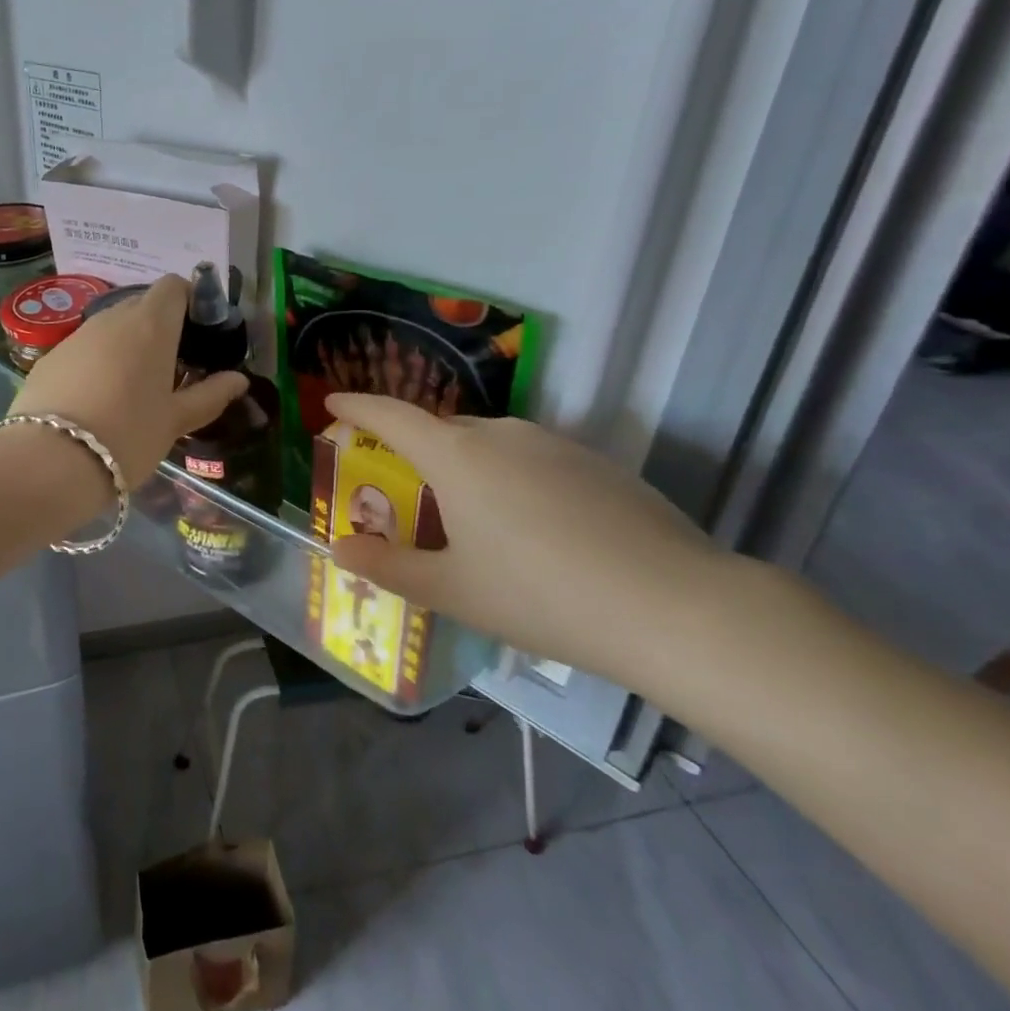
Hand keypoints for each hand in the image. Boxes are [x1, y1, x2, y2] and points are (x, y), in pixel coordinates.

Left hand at [9, 276, 247, 487]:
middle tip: (171, 367)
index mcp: (150, 325)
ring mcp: (75, 336)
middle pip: (141, 306)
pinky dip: (96, 363)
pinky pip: (82, 349)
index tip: (198, 332)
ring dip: (126, 345)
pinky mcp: (48, 358)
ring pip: (109, 328)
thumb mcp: (176, 421)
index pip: (173, 286)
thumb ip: (210, 395)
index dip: (190, 300)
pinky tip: (96, 400)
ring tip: (133, 387)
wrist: (51, 461)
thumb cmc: (128, 435)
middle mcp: (111, 319)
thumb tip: (238, 380)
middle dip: (159, 327)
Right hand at [325, 394, 739, 690]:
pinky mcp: (598, 463)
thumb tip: (341, 548)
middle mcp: (502, 434)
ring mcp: (555, 444)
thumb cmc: (542, 595)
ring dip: (465, 468)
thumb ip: (388, 567)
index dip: (356, 405)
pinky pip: (532, 460)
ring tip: (471, 520)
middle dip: (413, 450)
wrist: (677, 608)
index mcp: (457, 456)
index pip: (390, 415)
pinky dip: (511, 480)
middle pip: (441, 431)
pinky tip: (534, 531)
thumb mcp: (453, 591)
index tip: (333, 402)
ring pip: (490, 445)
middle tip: (404, 489)